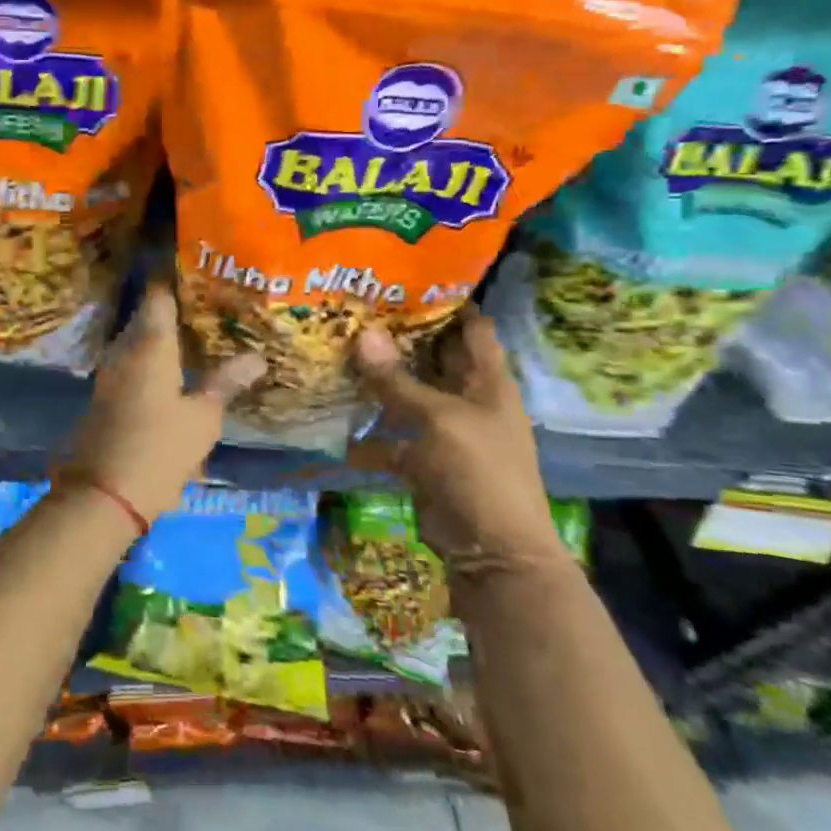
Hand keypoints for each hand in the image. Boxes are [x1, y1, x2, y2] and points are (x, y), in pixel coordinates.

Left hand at [59, 283, 265, 523]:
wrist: (103, 494)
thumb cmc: (159, 449)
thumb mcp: (202, 418)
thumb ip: (225, 383)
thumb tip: (256, 358)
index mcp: (150, 344)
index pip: (158, 296)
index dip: (174, 280)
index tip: (198, 273)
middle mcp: (124, 350)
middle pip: (146, 317)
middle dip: (172, 310)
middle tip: (207, 308)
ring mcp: (108, 373)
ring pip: (136, 341)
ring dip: (159, 337)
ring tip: (193, 337)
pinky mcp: (103, 396)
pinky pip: (128, 364)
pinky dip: (148, 360)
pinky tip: (170, 372)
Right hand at [354, 305, 559, 562]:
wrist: (493, 552)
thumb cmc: (479, 471)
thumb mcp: (437, 419)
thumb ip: (397, 380)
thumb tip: (361, 332)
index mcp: (489, 382)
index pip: (472, 328)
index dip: (446, 302)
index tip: (405, 279)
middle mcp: (470, 400)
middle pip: (435, 358)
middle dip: (401, 337)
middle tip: (356, 310)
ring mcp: (447, 431)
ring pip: (410, 396)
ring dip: (380, 381)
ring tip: (338, 351)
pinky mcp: (425, 461)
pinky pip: (394, 437)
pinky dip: (370, 432)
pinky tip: (337, 419)